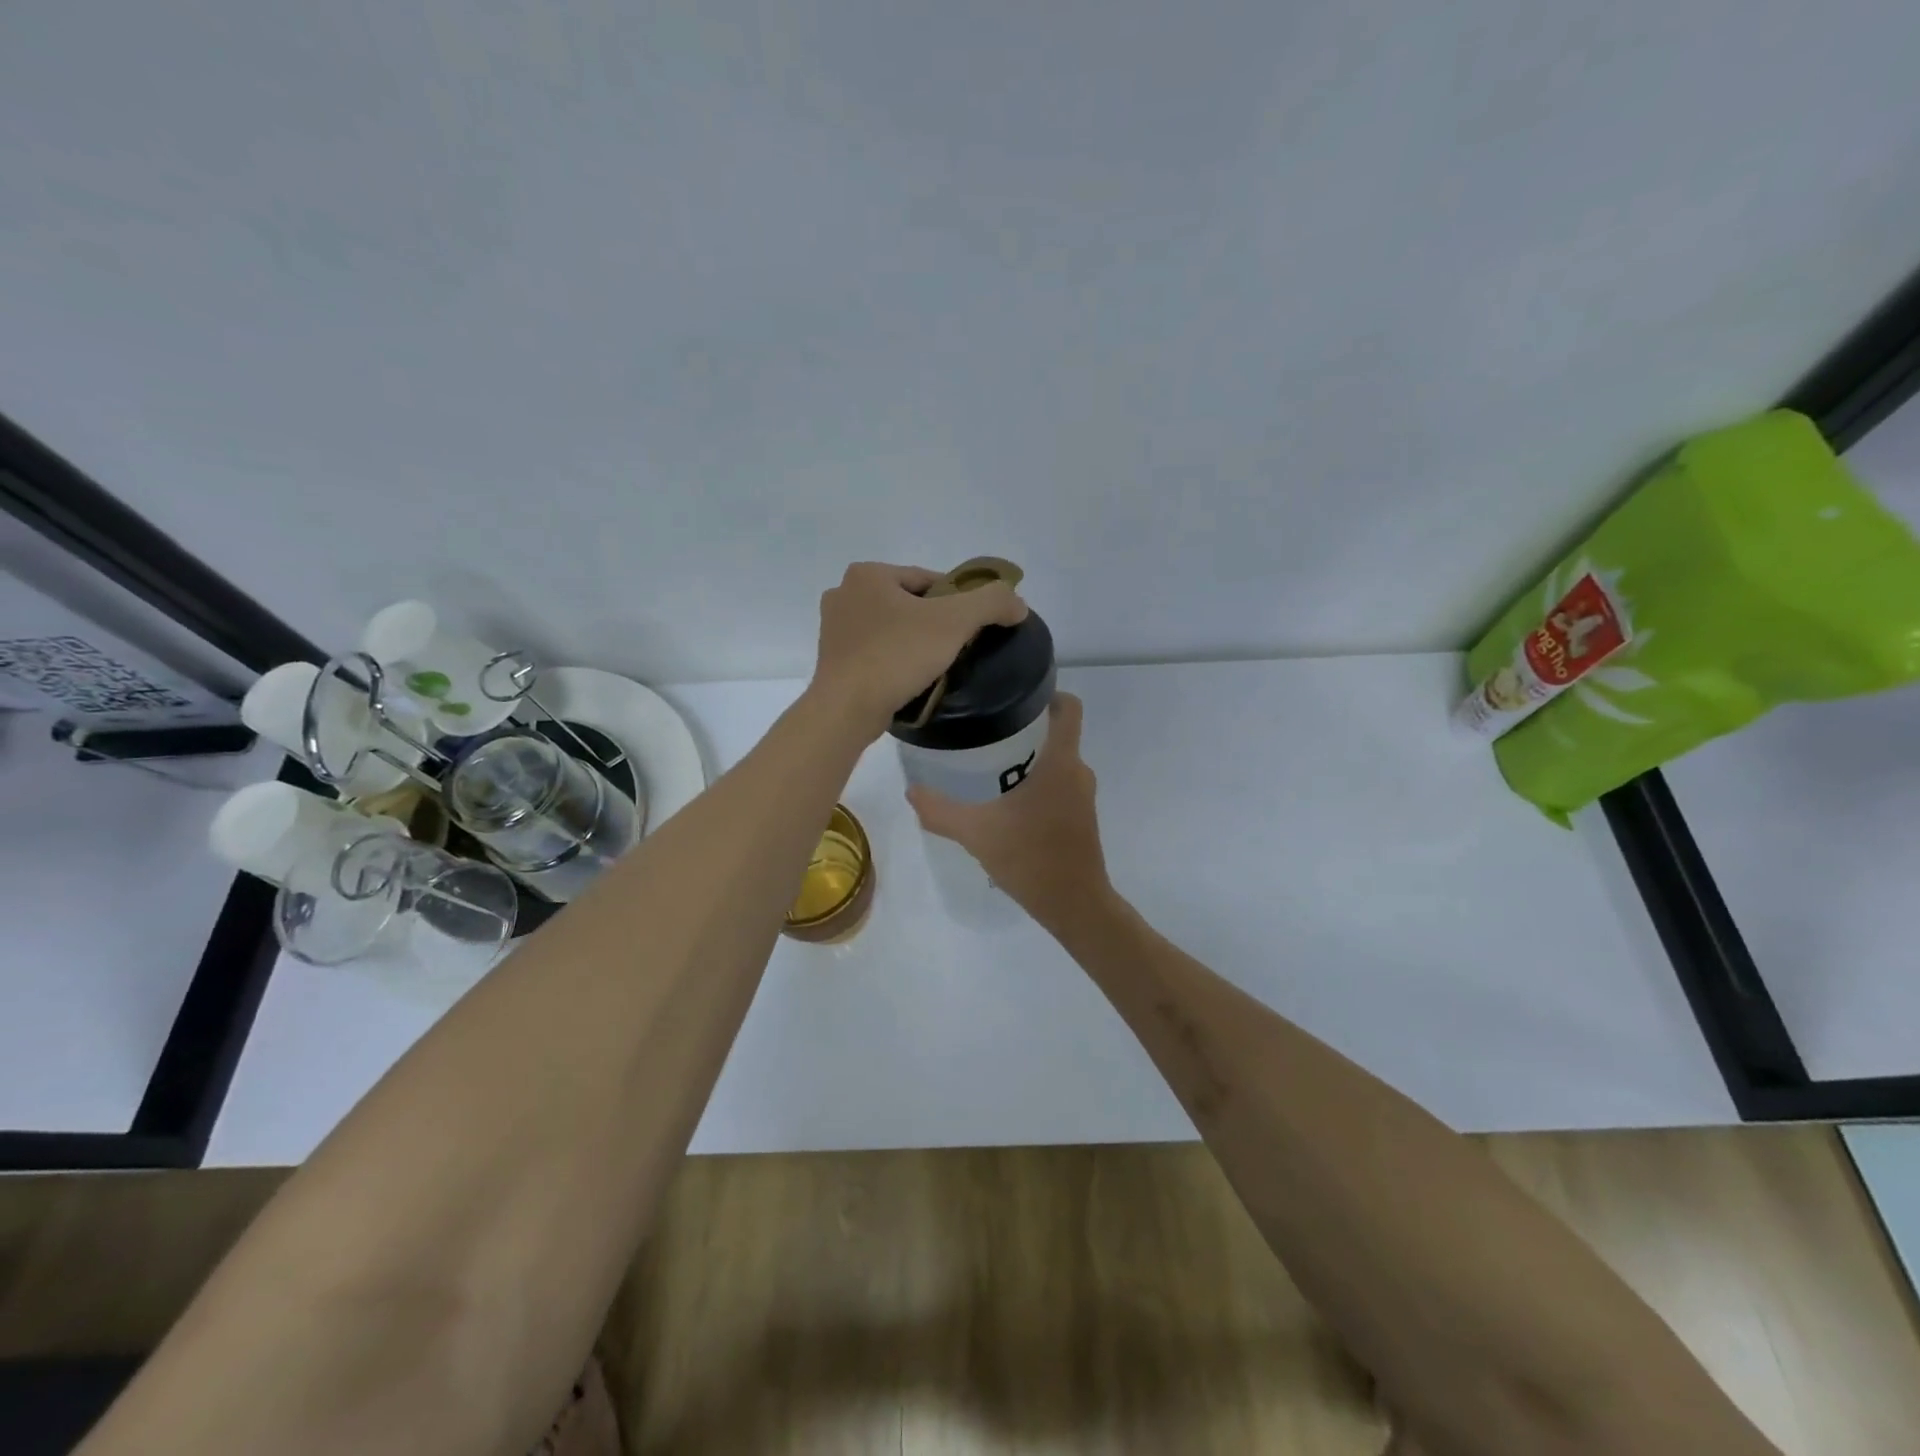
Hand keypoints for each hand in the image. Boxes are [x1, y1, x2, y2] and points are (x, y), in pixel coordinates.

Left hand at [809, 561, 1027, 738]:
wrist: (847, 710)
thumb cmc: (897, 656)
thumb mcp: (954, 622)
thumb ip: (992, 603)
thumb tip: (1018, 604)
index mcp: (868, 573)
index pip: (929, 580)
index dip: (959, 601)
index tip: (976, 626)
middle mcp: (844, 592)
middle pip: (910, 603)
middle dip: (935, 622)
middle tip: (959, 648)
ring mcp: (833, 628)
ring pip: (891, 628)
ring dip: (914, 641)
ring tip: (937, 666)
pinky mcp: (832, 659)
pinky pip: (875, 651)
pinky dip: (894, 659)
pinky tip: (910, 678)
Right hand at [906, 693, 1112, 927]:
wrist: (1074, 904)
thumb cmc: (1030, 858)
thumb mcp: (976, 833)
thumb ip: (940, 811)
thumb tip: (912, 791)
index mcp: (1061, 762)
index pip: (1069, 708)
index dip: (1047, 694)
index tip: (1013, 696)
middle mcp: (1078, 771)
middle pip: (1056, 732)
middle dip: (1024, 727)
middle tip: (984, 731)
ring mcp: (1082, 796)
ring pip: (1056, 761)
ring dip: (1028, 758)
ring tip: (988, 764)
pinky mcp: (1080, 817)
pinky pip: (1059, 784)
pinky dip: (1036, 783)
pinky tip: (1006, 801)